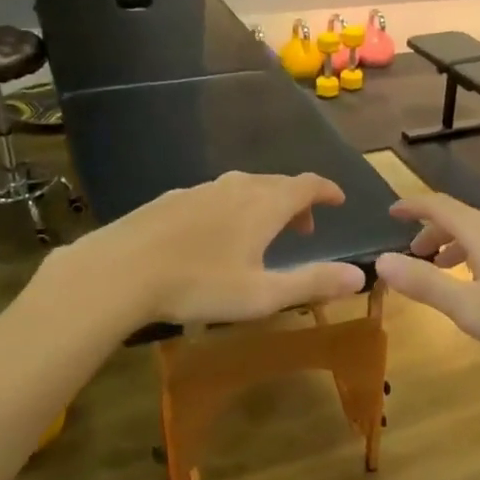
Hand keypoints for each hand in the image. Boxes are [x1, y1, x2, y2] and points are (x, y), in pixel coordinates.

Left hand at [81, 171, 366, 325]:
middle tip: (304, 228)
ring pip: (244, 188)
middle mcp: (236, 187)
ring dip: (264, 205)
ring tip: (263, 234)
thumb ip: (312, 283)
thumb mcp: (263, 294)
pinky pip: (215, 196)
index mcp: (264, 205)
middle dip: (297, 202)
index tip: (338, 200)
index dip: (326, 190)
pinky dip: (232, 208)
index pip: (307, 185)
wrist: (119, 271)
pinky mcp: (171, 199)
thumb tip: (359, 276)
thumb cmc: (198, 285)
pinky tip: (216, 235)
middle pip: (277, 184)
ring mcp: (200, 189)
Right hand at [373, 193, 479, 364]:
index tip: (390, 213)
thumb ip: (424, 284)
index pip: (437, 205)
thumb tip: (380, 261)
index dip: (411, 207)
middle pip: (459, 218)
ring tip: (443, 270)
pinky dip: (477, 254)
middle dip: (431, 233)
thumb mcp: (468, 307)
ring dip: (455, 246)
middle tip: (413, 256)